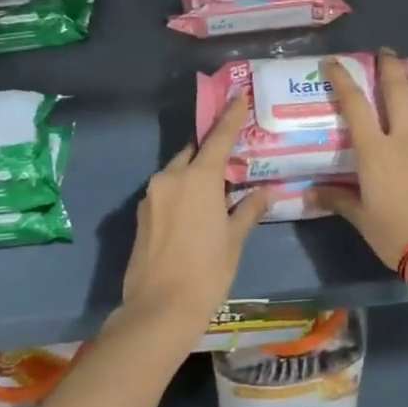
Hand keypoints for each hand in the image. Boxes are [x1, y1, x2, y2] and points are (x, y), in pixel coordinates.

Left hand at [121, 97, 266, 329]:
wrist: (158, 311)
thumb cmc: (206, 272)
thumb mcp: (234, 240)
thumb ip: (249, 209)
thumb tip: (267, 192)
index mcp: (197, 178)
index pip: (218, 137)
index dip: (230, 116)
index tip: (239, 96)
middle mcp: (170, 178)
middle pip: (194, 153)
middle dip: (211, 152)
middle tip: (232, 160)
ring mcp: (151, 196)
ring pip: (177, 173)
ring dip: (195, 175)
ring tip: (216, 192)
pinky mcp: (140, 216)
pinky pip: (166, 193)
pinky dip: (181, 193)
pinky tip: (194, 214)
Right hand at [316, 51, 407, 270]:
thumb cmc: (398, 235)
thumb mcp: (363, 220)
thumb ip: (339, 200)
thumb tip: (310, 193)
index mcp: (376, 151)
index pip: (355, 105)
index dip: (343, 79)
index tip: (333, 62)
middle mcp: (406, 138)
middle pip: (398, 90)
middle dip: (389, 67)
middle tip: (385, 52)